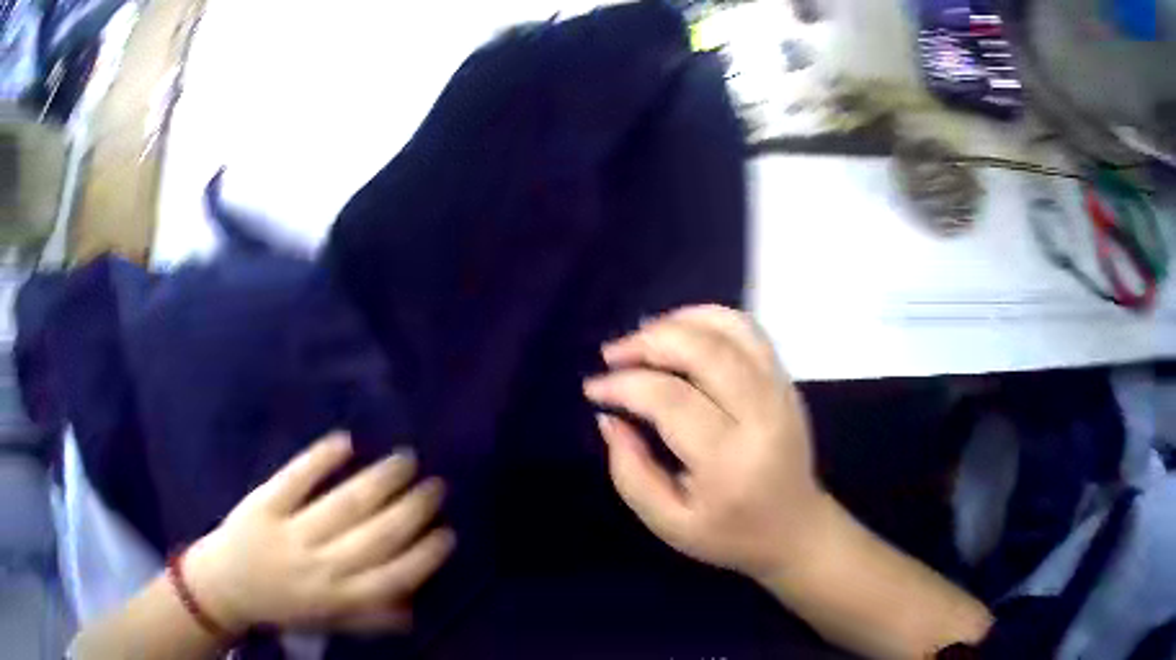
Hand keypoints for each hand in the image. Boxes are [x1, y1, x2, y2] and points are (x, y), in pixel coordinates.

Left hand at [183, 433, 453, 634]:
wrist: (224, 587)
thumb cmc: (283, 606)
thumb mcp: (329, 621)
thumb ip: (370, 616)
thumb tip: (414, 607)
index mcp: (338, 597)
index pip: (393, 577)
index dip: (424, 555)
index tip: (447, 532)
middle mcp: (320, 566)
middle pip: (375, 536)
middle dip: (412, 510)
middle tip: (435, 486)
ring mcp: (290, 532)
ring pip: (344, 505)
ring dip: (379, 481)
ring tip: (405, 460)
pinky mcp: (263, 504)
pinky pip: (295, 479)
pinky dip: (320, 458)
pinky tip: (345, 441)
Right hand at [584, 305, 828, 581]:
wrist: (795, 528)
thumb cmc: (729, 533)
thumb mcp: (668, 523)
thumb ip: (631, 473)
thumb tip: (610, 418)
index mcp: (729, 460)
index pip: (671, 399)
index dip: (625, 385)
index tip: (595, 389)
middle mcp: (761, 415)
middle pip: (703, 351)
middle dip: (648, 342)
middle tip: (613, 354)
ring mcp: (780, 391)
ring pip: (730, 329)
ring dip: (679, 321)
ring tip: (643, 336)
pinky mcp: (786, 381)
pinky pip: (749, 331)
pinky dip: (710, 318)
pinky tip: (682, 330)